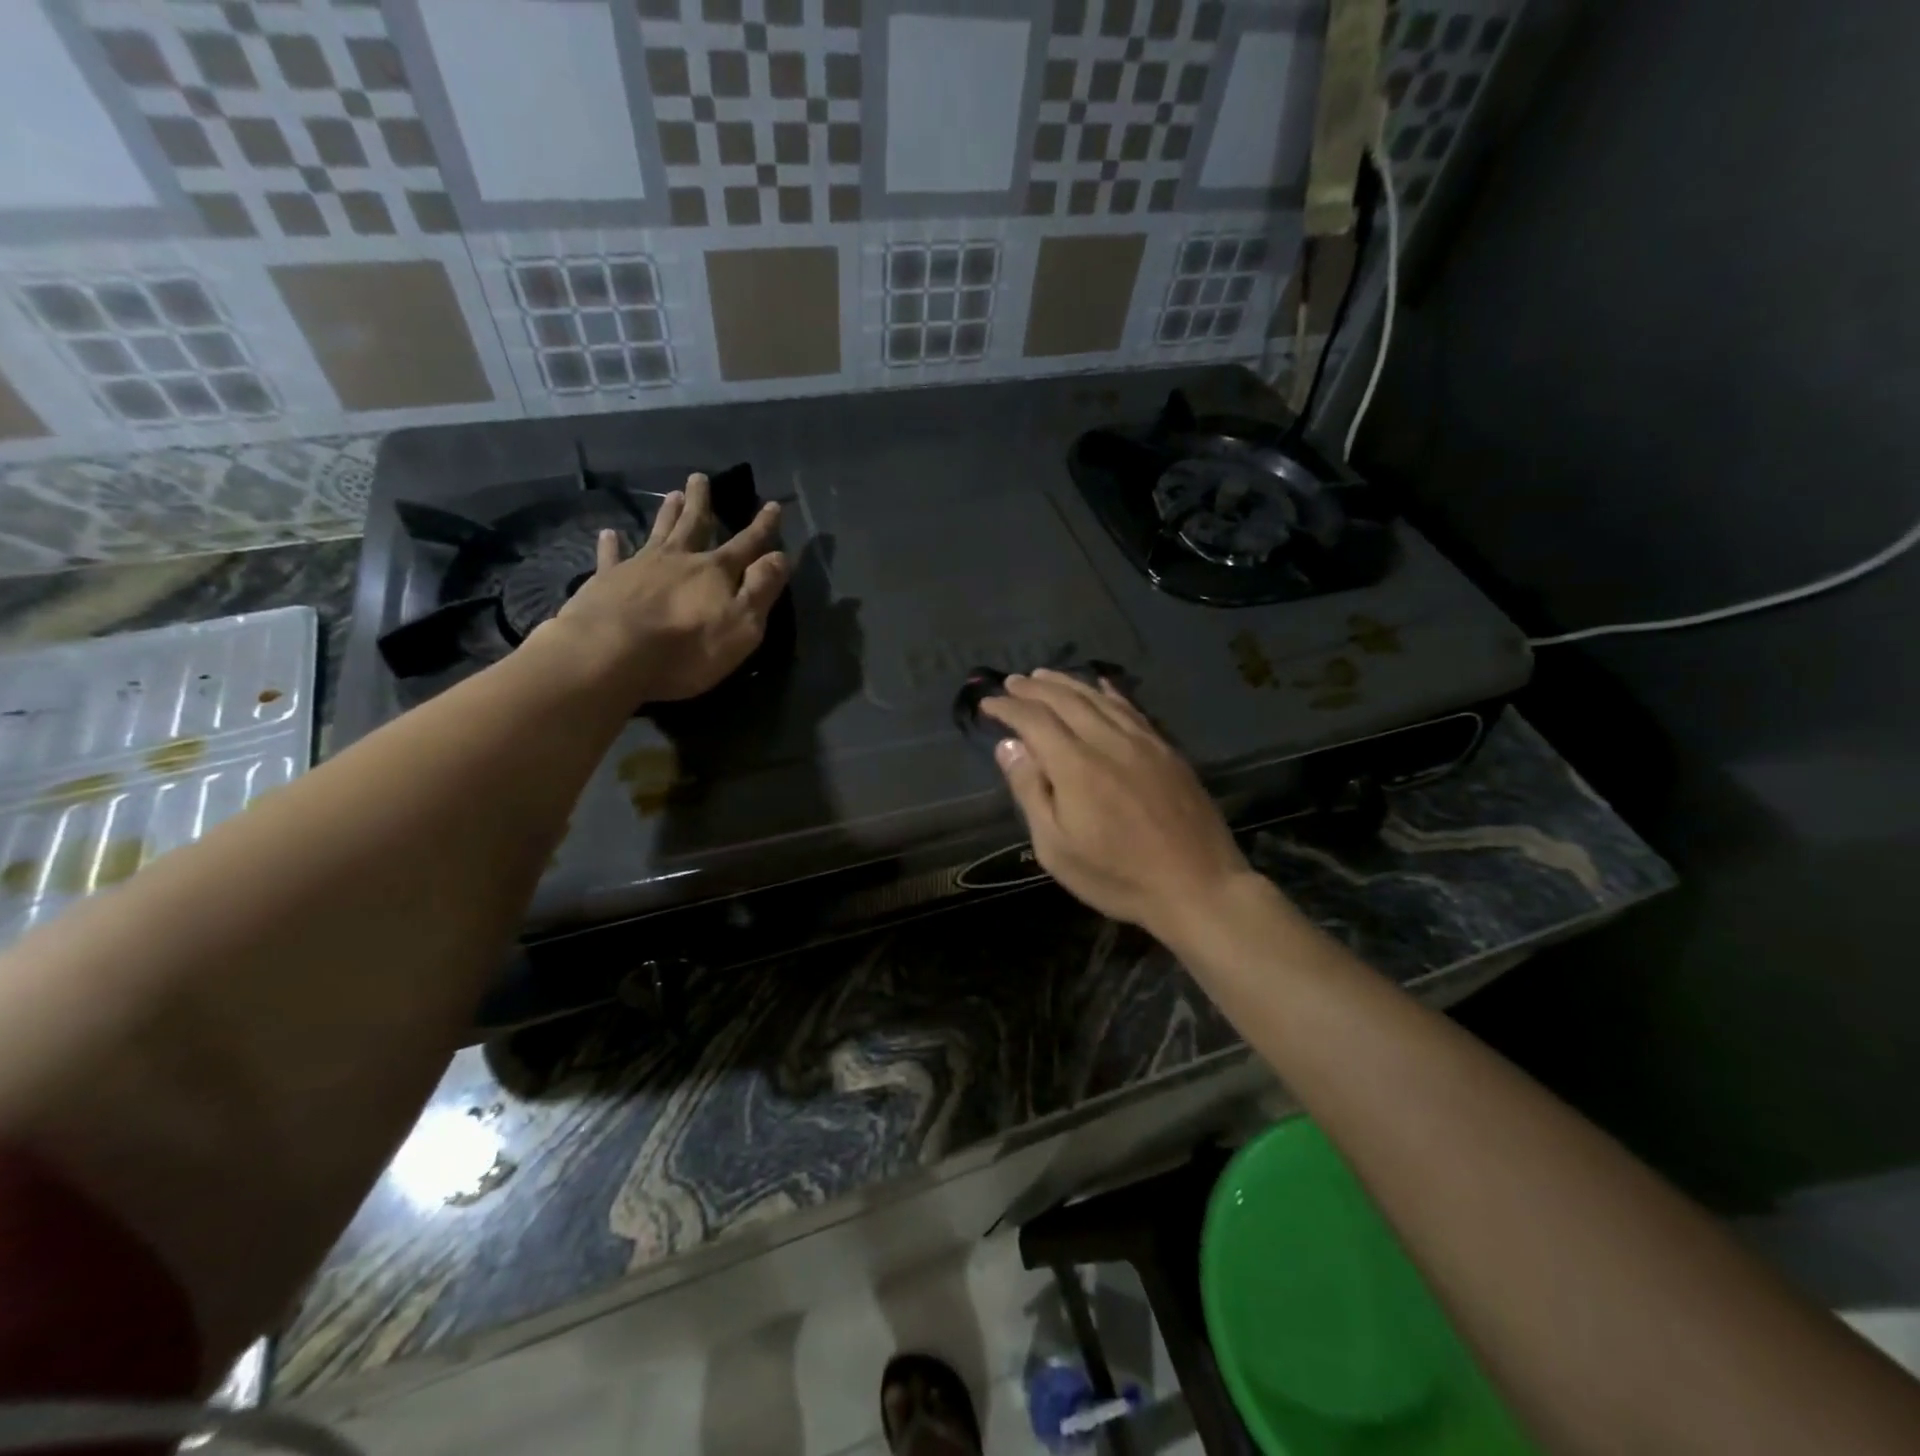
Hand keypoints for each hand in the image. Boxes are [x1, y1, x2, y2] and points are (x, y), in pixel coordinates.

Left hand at [548, 472, 786, 702]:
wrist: (611, 654)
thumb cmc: (687, 647)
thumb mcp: (742, 624)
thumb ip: (762, 588)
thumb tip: (780, 556)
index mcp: (715, 571)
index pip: (746, 544)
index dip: (762, 527)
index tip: (772, 505)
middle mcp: (679, 559)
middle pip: (694, 525)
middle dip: (701, 503)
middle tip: (700, 477)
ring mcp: (640, 566)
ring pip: (658, 532)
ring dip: (667, 514)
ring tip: (672, 494)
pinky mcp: (606, 581)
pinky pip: (610, 557)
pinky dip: (611, 544)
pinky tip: (609, 534)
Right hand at [978, 670, 1259, 944]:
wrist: (1197, 886)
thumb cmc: (1117, 876)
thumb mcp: (1056, 848)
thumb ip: (1031, 791)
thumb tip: (1008, 746)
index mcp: (1076, 765)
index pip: (1034, 720)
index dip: (1008, 708)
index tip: (987, 704)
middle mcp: (1108, 741)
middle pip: (1065, 700)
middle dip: (1034, 688)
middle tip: (1012, 682)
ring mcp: (1142, 741)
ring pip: (1099, 698)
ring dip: (1067, 683)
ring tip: (1044, 676)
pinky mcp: (1166, 750)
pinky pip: (1131, 708)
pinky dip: (1109, 692)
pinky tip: (1101, 686)